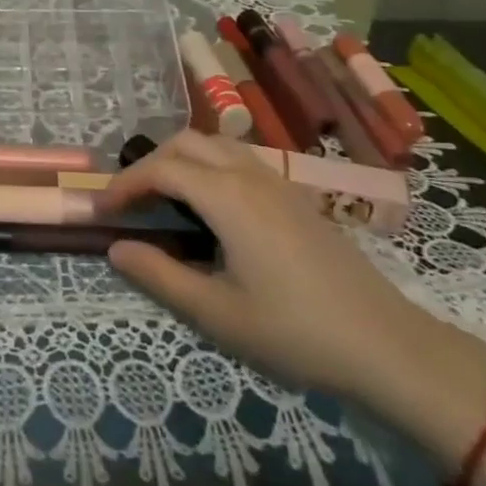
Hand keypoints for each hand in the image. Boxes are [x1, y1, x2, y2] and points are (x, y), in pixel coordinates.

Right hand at [98, 131, 432, 399]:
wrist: (384, 343)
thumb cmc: (294, 330)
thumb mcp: (217, 312)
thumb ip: (160, 275)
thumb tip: (115, 248)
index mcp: (227, 197)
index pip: (161, 170)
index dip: (124, 184)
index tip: (101, 210)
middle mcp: (248, 174)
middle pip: (186, 143)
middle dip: (149, 163)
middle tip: (129, 201)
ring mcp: (276, 181)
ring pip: (215, 143)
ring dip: (180, 159)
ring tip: (164, 197)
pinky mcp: (294, 194)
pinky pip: (239, 158)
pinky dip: (208, 165)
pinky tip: (210, 205)